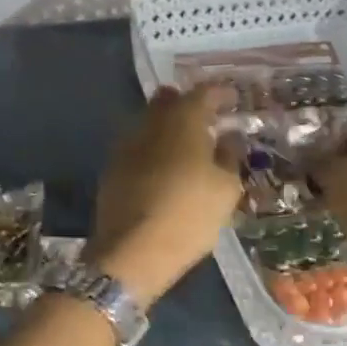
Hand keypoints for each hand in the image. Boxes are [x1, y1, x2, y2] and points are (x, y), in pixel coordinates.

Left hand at [90, 85, 243, 303]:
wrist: (131, 252)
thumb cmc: (189, 215)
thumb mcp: (226, 189)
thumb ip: (230, 156)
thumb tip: (230, 136)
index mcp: (182, 119)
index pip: (203, 93)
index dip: (220, 93)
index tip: (234, 100)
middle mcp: (150, 123)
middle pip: (169, 101)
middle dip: (188, 105)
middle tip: (208, 120)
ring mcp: (126, 145)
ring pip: (150, 124)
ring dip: (169, 129)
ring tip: (189, 148)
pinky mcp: (112, 169)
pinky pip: (139, 148)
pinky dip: (155, 151)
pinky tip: (166, 169)